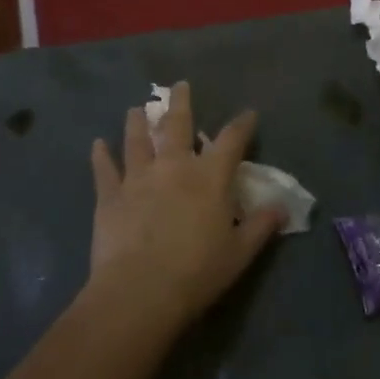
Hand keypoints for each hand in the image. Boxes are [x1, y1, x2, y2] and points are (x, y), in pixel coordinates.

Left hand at [87, 82, 284, 333]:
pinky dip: (101, 156)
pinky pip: (104, 170)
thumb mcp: (239, 253)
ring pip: (138, 140)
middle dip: (180, 103)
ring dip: (138, 122)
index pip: (231, 141)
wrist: (140, 292)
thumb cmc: (197, 272)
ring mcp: (138, 178)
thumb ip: (260, 226)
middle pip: (177, 125)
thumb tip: (282, 208)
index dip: (242, 125)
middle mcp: (174, 167)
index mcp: (209, 177)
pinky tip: (97, 144)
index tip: (248, 113)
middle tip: (179, 86)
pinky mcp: (110, 196)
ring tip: (137, 109)